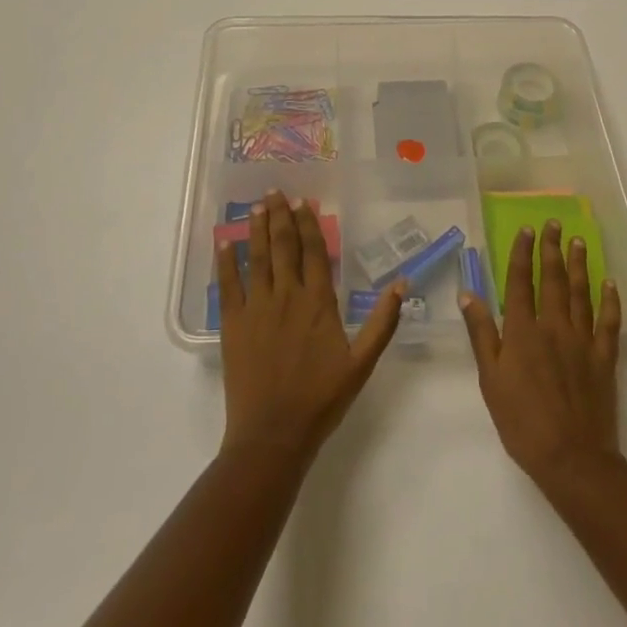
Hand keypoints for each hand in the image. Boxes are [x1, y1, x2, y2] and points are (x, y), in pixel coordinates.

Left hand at [217, 190, 404, 464]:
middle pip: (283, 246)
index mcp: (318, 302)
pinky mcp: (233, 324)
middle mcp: (287, 295)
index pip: (314, 252)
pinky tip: (224, 244)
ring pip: (257, 258)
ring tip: (257, 206)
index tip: (304, 203)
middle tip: (276, 192)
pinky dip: (226, 263)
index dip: (308, 225)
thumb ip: (383, 322)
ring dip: (256, 230)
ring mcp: (257, 308)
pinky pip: (228, 286)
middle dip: (280, 217)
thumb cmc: (321, 399)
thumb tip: (401, 283)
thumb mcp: (362, 362)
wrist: (274, 434)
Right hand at [460, 220, 622, 486]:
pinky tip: (610, 283)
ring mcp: (582, 340)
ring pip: (580, 293)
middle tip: (554, 224)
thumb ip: (481, 334)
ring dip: (578, 265)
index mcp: (523, 331)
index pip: (520, 282)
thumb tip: (467, 294)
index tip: (525, 230)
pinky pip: (609, 322)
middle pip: (552, 279)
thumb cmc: (522, 421)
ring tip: (578, 241)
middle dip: (551, 249)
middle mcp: (553, 326)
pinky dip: (610, 300)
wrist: (571, 457)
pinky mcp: (604, 358)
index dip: (521, 253)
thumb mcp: (490, 379)